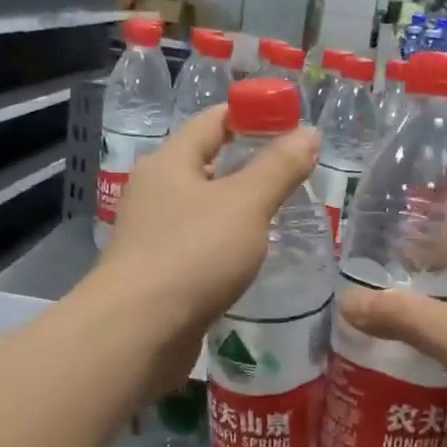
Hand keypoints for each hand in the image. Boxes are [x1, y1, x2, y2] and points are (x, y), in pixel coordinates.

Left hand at [93, 105, 319, 390]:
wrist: (138, 331)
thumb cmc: (192, 254)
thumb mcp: (246, 204)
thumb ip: (279, 167)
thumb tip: (308, 132)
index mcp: (170, 162)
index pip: (212, 121)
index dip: (251, 115)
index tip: (290, 123)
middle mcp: (155, 192)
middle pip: (205, 164)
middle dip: (248, 165)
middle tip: (294, 172)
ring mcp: (152, 234)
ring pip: (202, 209)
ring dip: (237, 209)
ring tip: (281, 214)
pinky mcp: (157, 273)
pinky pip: (198, 246)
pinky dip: (224, 244)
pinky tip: (250, 257)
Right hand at [337, 240, 446, 446]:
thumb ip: (405, 316)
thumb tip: (347, 302)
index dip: (438, 244)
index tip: (388, 249)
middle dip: (409, 304)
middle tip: (356, 303)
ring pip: (446, 354)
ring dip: (408, 353)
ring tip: (353, 346)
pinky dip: (417, 397)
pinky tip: (375, 395)